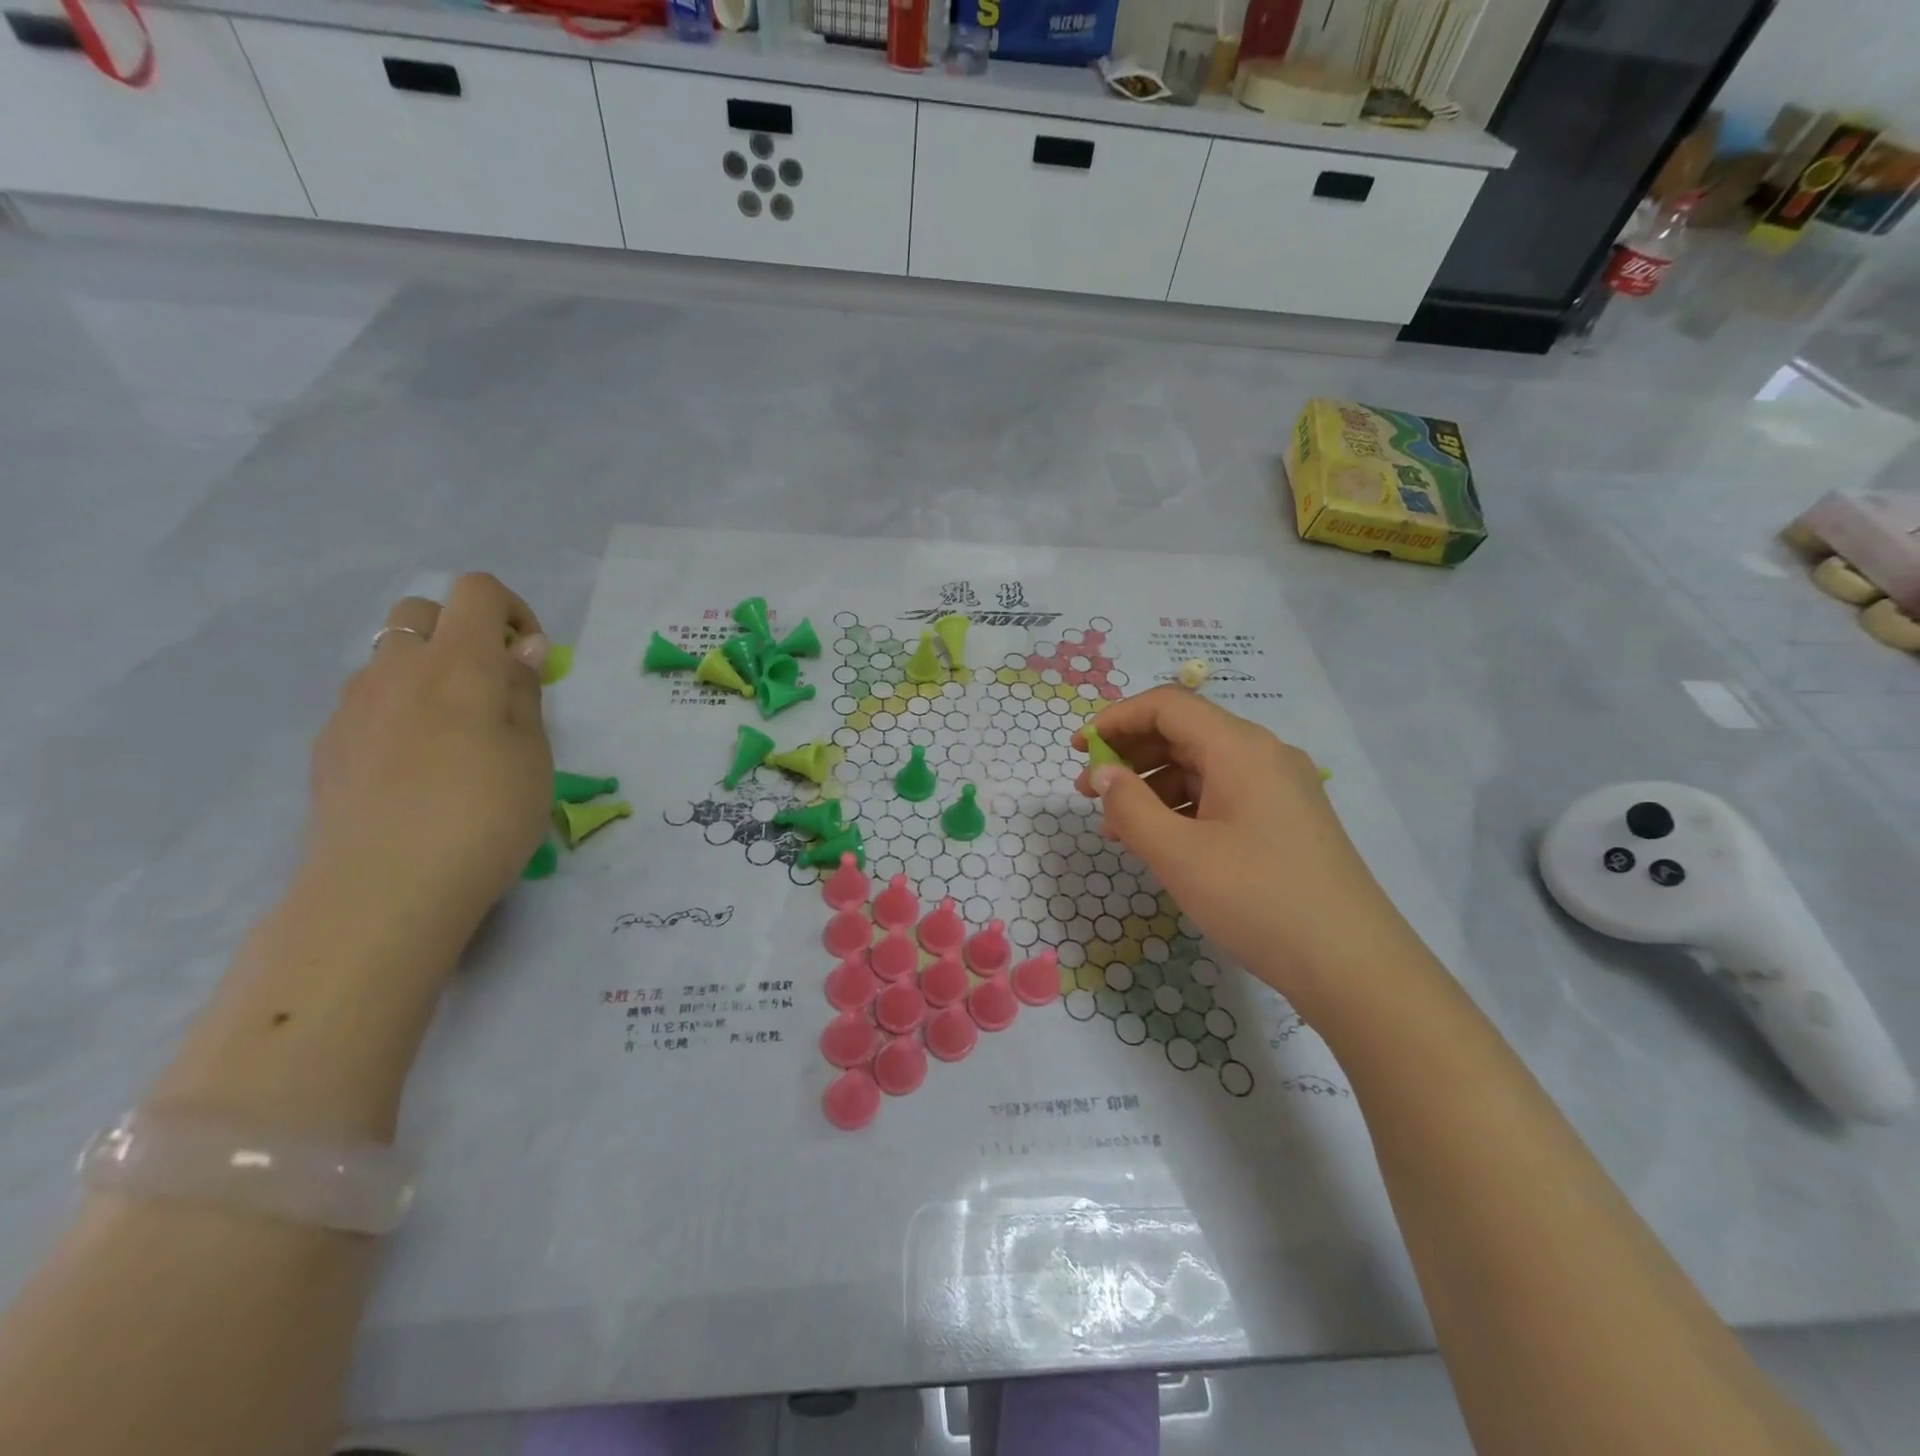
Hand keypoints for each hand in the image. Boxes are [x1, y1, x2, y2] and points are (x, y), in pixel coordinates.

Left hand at [305, 574, 553, 944]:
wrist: (383, 889)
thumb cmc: (485, 815)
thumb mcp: (533, 754)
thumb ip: (524, 693)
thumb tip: (522, 649)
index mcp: (457, 664)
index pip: (476, 592)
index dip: (512, 610)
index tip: (532, 660)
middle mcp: (396, 670)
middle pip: (420, 613)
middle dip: (461, 632)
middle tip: (492, 690)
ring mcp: (352, 707)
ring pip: (389, 660)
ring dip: (427, 675)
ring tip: (455, 738)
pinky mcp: (328, 746)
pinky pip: (368, 704)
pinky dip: (398, 713)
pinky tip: (417, 771)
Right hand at [1074, 686, 1424, 1008]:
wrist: (1354, 966)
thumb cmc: (1258, 901)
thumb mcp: (1178, 855)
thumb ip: (1129, 807)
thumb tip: (1102, 773)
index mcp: (1240, 748)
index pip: (1167, 705)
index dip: (1116, 719)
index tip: (1079, 749)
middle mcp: (1264, 754)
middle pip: (1184, 732)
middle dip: (1130, 755)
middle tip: (1088, 791)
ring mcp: (1280, 787)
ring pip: (1202, 767)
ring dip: (1153, 786)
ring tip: (1116, 827)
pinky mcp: (1286, 819)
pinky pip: (1222, 795)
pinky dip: (1183, 808)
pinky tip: (1160, 841)